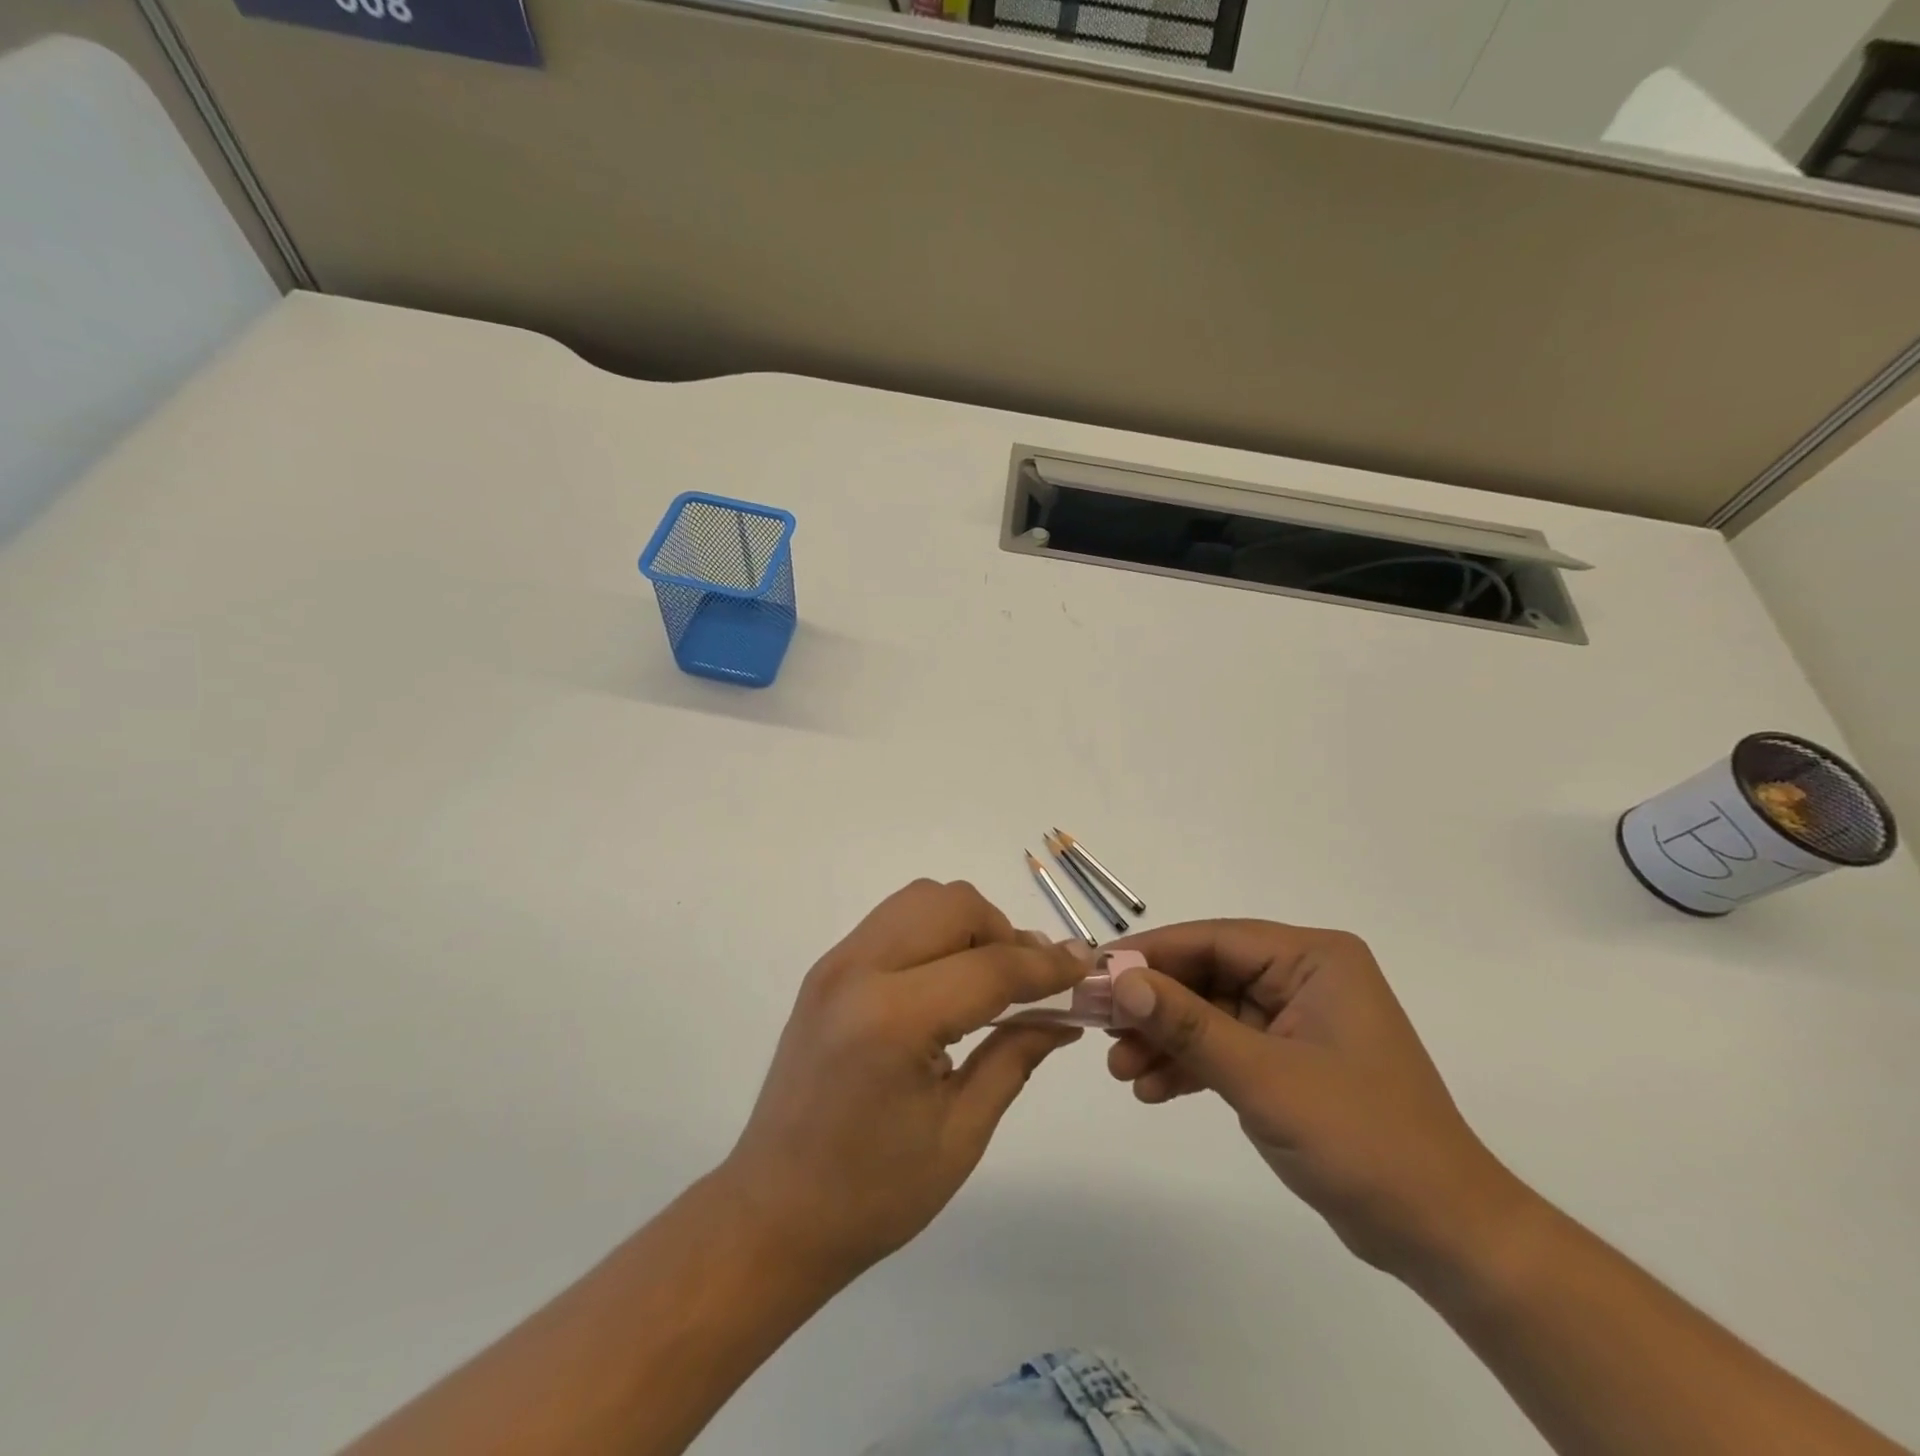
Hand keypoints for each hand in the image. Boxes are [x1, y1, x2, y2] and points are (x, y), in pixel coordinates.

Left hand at [719, 880, 1086, 1282]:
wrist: (771, 1214)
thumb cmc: (872, 1194)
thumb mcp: (961, 1133)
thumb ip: (1016, 1056)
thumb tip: (1066, 1015)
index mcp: (893, 1019)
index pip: (990, 965)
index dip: (1048, 966)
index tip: (1086, 970)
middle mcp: (859, 971)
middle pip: (953, 905)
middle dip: (1003, 933)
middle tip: (1028, 984)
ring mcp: (835, 964)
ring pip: (921, 899)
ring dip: (968, 925)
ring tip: (988, 979)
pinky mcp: (826, 970)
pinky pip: (894, 921)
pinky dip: (934, 933)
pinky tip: (947, 983)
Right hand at [1105, 920, 1528, 1281]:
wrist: (1441, 1235)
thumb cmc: (1361, 1139)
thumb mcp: (1263, 1077)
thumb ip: (1187, 1025)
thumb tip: (1120, 979)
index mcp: (1313, 958)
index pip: (1214, 939)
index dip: (1151, 954)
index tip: (1095, 973)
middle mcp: (1304, 977)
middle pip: (1206, 975)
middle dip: (1154, 1007)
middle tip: (1099, 1028)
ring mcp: (1295, 1020)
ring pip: (1209, 1013)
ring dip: (1165, 1040)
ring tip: (1119, 1070)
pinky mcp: (1288, 1059)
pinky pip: (1225, 1047)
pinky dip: (1189, 1066)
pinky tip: (1151, 1089)